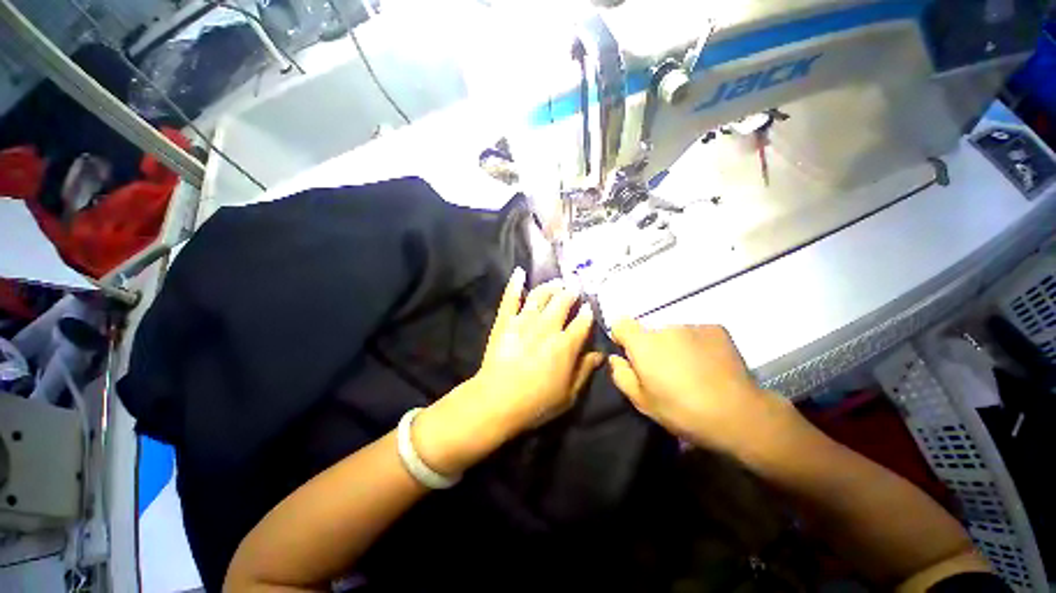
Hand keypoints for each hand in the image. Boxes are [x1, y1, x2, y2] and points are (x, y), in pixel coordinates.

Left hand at [474, 268, 602, 429]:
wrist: (497, 401)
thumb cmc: (536, 403)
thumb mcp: (568, 394)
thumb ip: (585, 371)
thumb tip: (600, 354)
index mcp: (565, 345)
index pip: (581, 322)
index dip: (587, 313)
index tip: (588, 306)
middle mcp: (547, 328)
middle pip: (562, 303)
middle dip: (570, 293)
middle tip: (574, 287)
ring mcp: (524, 322)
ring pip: (540, 296)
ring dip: (550, 286)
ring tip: (557, 282)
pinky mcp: (505, 322)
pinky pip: (510, 298)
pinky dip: (515, 284)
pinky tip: (519, 272)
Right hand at [608, 320, 787, 453]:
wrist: (738, 414)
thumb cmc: (682, 410)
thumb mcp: (642, 402)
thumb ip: (621, 375)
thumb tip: (616, 358)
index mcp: (643, 343)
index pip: (621, 323)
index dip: (622, 337)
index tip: (630, 355)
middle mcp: (665, 327)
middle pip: (649, 331)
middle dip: (651, 346)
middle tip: (665, 371)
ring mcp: (692, 326)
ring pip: (673, 333)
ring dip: (675, 346)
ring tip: (691, 370)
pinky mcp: (716, 329)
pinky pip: (696, 333)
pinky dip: (696, 345)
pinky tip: (709, 365)